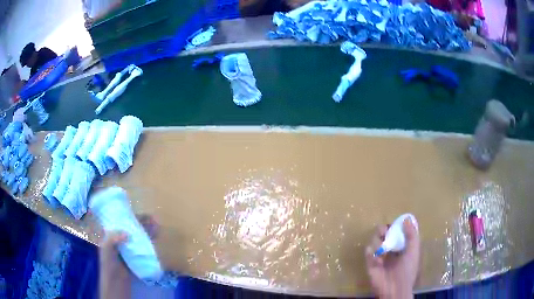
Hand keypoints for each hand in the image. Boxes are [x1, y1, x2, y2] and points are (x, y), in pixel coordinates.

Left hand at [99, 215, 158, 298]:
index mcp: (113, 233)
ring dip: (149, 229)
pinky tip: (156, 236)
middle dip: (143, 221)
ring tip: (157, 225)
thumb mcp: (106, 248)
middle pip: (134, 226)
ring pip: (141, 234)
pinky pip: (145, 244)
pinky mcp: (138, 254)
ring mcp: (131, 246)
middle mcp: (122, 237)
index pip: (122, 220)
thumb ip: (112, 239)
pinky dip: (151, 239)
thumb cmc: (109, 262)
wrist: (116, 280)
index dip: (131, 215)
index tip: (140, 213)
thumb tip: (127, 233)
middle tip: (153, 219)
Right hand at [365, 219, 419, 298]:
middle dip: (384, 231)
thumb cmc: (407, 270)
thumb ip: (411, 235)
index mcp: (403, 249)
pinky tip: (373, 251)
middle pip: (386, 237)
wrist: (395, 289)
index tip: (394, 222)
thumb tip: (406, 219)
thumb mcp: (413, 251)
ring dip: (377, 239)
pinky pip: (368, 254)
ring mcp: (380, 258)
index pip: (398, 234)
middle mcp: (391, 252)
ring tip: (380, 239)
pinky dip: (369, 250)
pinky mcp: (371, 265)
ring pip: (376, 243)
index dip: (396, 227)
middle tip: (384, 230)